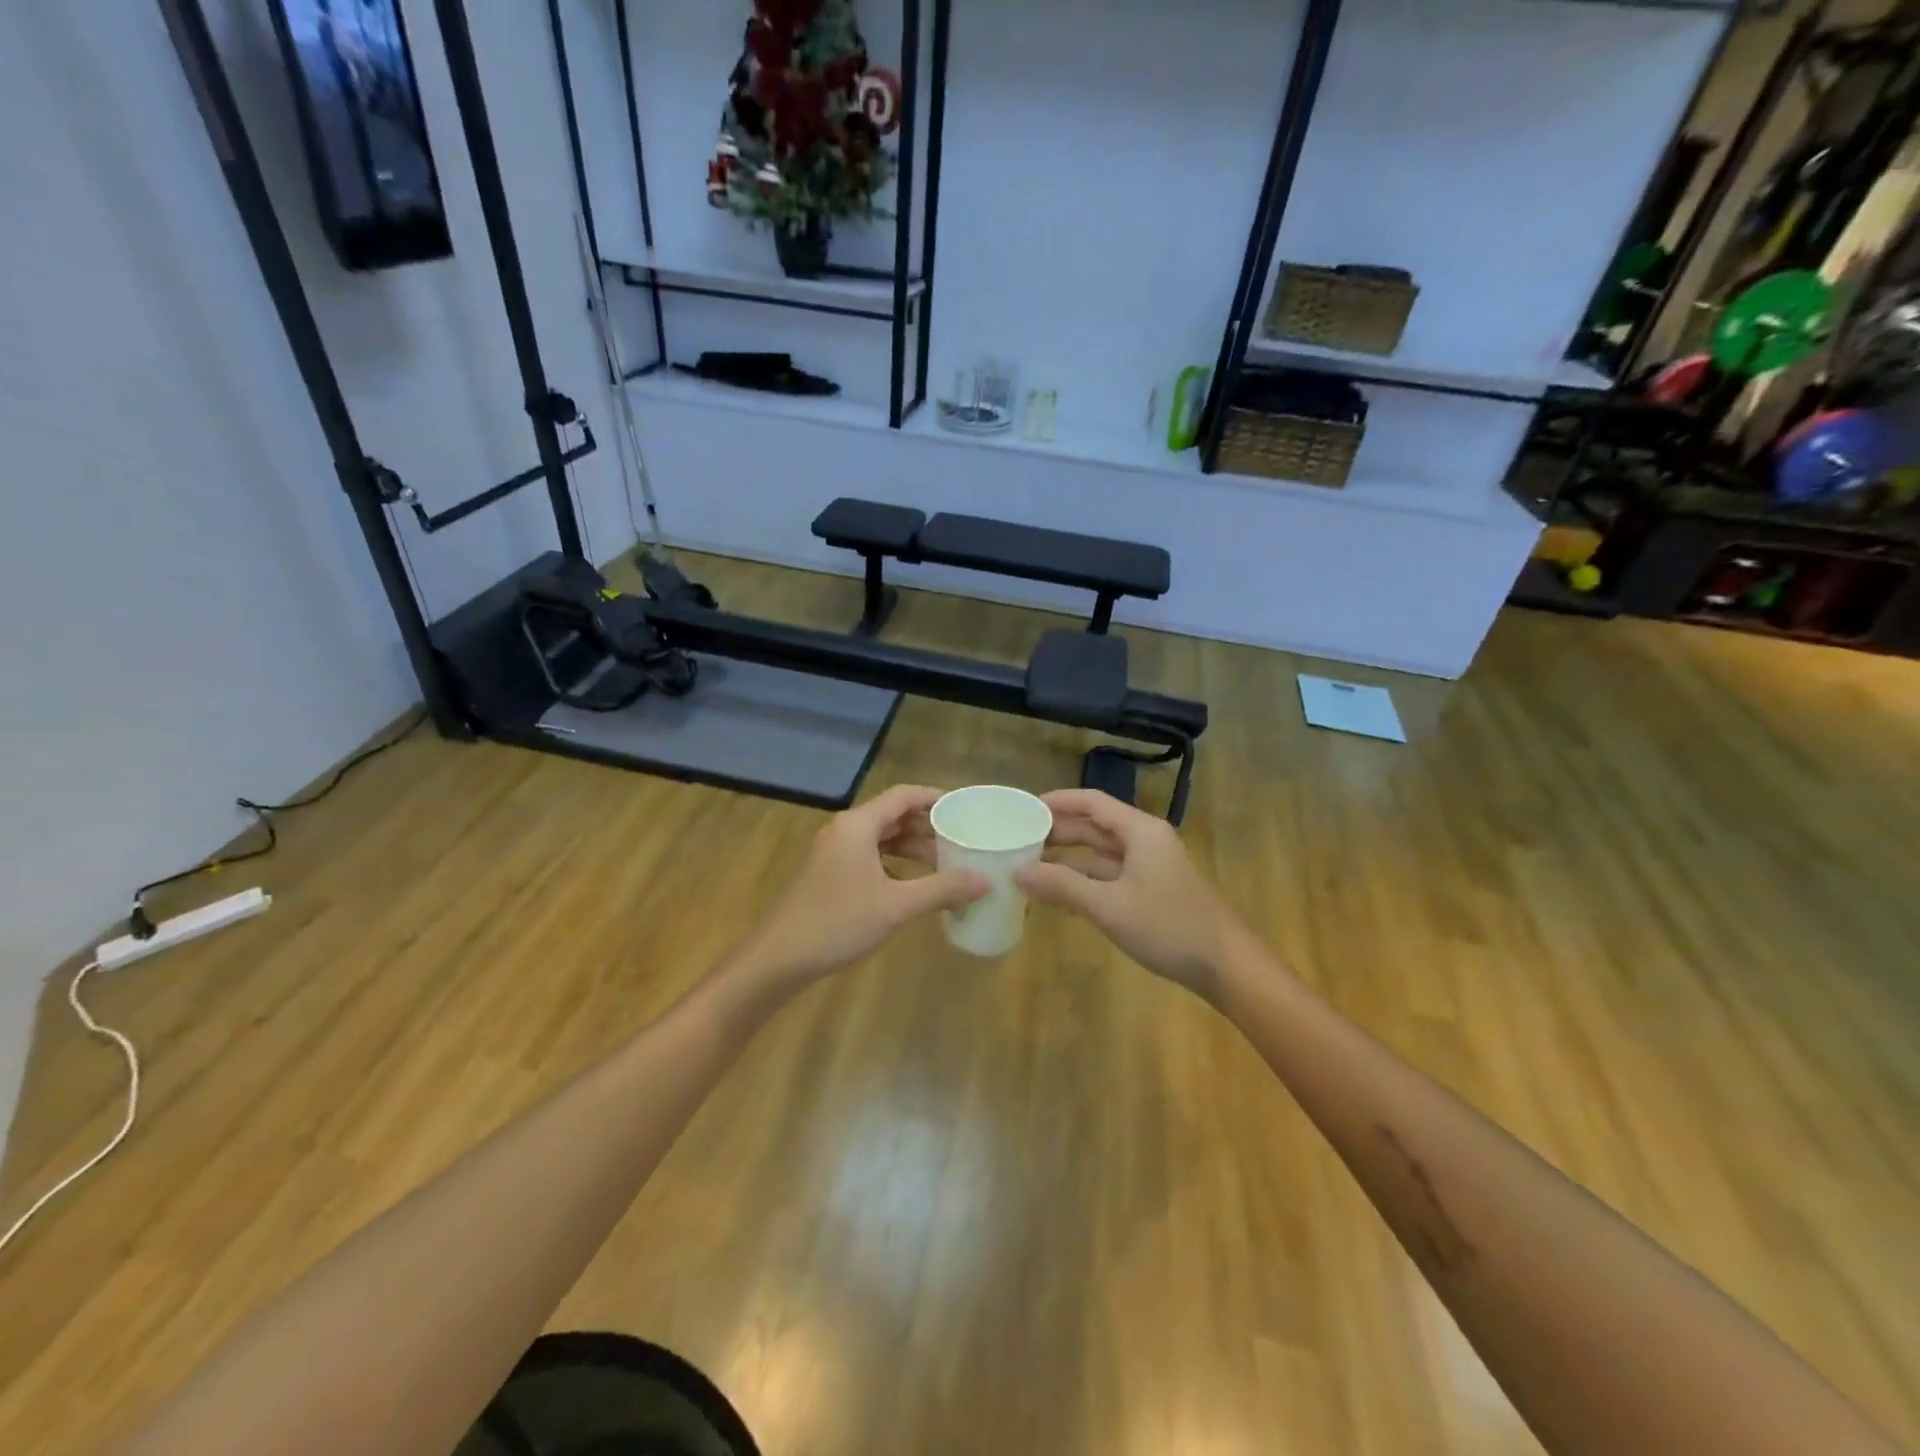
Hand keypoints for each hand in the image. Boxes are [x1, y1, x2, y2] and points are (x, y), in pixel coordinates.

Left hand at [733, 785, 985, 986]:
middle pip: (893, 816)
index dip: (936, 798)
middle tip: (962, 838)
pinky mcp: (829, 875)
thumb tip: (986, 879)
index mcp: (858, 825)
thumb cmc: (838, 923)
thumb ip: (942, 889)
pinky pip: (869, 857)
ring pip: (881, 839)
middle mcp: (844, 830)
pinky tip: (914, 885)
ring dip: (912, 847)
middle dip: (928, 826)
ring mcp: (833, 853)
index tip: (965, 808)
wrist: (778, 958)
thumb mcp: (896, 906)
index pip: (903, 796)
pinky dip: (895, 864)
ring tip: (945, 862)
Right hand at [1016, 790, 1246, 994]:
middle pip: (1094, 827)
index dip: (1058, 802)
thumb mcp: (1110, 907)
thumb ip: (1063, 886)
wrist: (1225, 966)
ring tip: (1028, 868)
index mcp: (1140, 832)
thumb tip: (1018, 871)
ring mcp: (1148, 868)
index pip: (1092, 803)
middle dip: (1058, 833)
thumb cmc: (1169, 927)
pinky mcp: (1150, 892)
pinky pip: (1108, 877)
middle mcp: (1144, 842)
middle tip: (1018, 839)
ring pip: (1100, 855)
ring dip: (1067, 861)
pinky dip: (1083, 882)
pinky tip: (1057, 896)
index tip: (1024, 808)